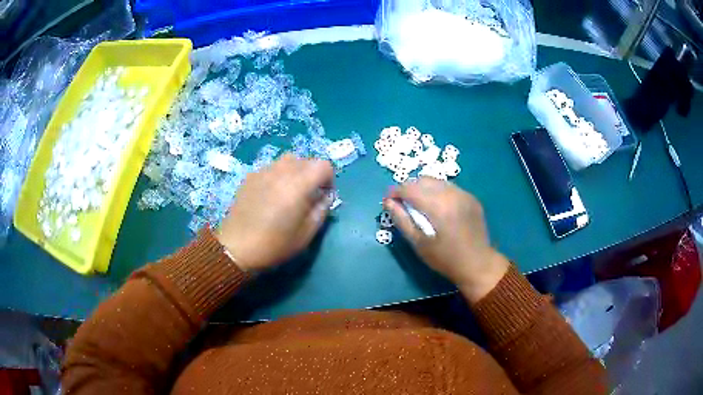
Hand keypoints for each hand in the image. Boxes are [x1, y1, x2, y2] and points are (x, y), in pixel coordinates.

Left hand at [216, 154, 333, 271]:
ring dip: (295, 172)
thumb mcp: (306, 233)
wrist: (236, 247)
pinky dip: (278, 176)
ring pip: (288, 160)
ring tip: (289, 193)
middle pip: (306, 160)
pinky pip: (271, 168)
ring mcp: (263, 171)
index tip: (323, 196)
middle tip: (307, 196)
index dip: (329, 179)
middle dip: (313, 175)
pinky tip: (270, 196)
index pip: (323, 165)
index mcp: (298, 184)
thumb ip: (321, 210)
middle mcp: (281, 171)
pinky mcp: (250, 176)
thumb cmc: (275, 244)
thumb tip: (325, 196)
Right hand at [384, 177, 509, 302]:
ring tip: (419, 204)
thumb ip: (402, 220)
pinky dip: (438, 192)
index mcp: (438, 206)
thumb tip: (388, 202)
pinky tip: (437, 207)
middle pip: (423, 180)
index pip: (410, 188)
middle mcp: (452, 194)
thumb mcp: (419, 243)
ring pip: (436, 181)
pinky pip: (449, 187)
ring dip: (423, 188)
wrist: (478, 264)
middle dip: (409, 188)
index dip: (395, 191)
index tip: (388, 201)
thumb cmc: (445, 258)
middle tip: (403, 203)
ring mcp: (464, 194)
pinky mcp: (471, 198)